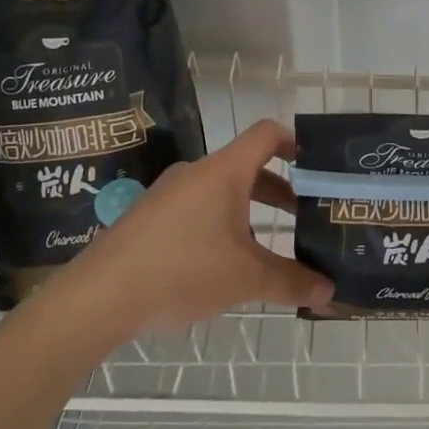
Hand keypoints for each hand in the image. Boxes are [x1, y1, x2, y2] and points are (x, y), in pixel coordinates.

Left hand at [52, 121, 332, 335]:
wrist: (100, 294)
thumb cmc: (183, 270)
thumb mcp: (246, 278)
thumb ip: (291, 281)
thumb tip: (329, 290)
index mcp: (224, 171)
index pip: (267, 134)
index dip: (295, 142)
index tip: (315, 166)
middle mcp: (196, 173)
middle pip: (247, 167)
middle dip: (278, 190)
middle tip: (303, 214)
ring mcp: (168, 194)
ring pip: (220, 191)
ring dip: (248, 210)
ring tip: (266, 246)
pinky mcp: (148, 218)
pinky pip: (195, 210)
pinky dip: (218, 225)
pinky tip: (221, 265)